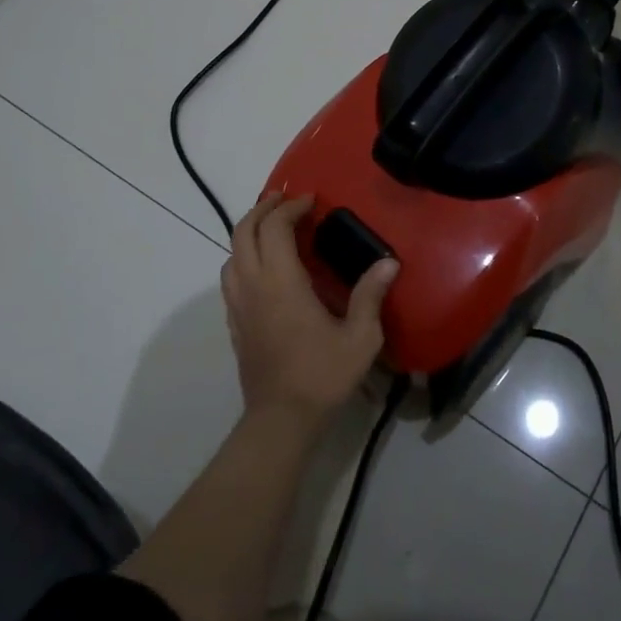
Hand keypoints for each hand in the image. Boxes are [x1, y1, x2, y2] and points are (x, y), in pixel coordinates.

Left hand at [221, 193, 396, 428]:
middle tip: (285, 200)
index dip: (290, 207)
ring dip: (249, 231)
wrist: (280, 420)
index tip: (310, 200)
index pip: (274, 227)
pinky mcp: (235, 322)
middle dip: (263, 208)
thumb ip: (370, 296)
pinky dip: (243, 256)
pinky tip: (264, 267)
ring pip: (231, 253)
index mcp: (281, 282)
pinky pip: (230, 276)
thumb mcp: (359, 338)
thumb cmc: (322, 376)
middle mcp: (253, 285)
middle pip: (244, 231)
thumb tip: (389, 263)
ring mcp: (238, 304)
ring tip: (273, 227)